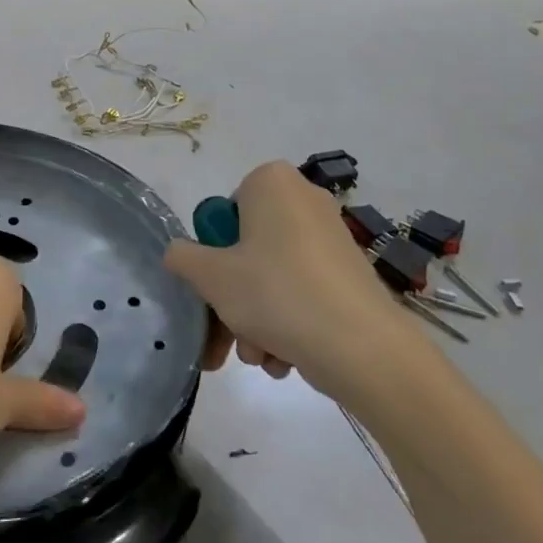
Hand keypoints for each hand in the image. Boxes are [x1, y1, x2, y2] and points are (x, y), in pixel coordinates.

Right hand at [164, 161, 421, 392]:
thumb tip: (178, 254)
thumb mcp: (211, 276)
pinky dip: (287, 322)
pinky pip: (302, 291)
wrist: (364, 348)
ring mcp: (331, 237)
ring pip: (272, 277)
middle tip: (226, 338)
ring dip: (255, 319)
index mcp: (271, 182)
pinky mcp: (349, 273)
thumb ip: (182, 258)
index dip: (213, 254)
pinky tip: (284, 360)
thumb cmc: (277, 293)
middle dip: (232, 300)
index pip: (223, 213)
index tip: (215, 287)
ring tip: (259, 356)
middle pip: (247, 251)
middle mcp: (303, 199)